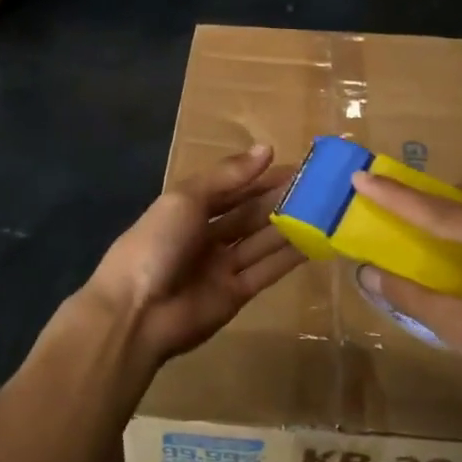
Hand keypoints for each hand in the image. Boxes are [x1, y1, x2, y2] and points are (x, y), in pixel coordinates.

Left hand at [85, 145, 303, 372]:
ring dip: (289, 225)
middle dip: (279, 199)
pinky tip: (316, 241)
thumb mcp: (185, 199)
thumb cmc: (156, 244)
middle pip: (248, 214)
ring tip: (325, 208)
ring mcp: (221, 266)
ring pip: (261, 240)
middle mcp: (206, 236)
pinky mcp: (236, 294)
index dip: (260, 177)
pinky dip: (290, 256)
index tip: (296, 166)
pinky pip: (267, 270)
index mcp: (187, 209)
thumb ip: (227, 176)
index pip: (231, 188)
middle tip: (320, 187)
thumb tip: (267, 148)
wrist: (136, 312)